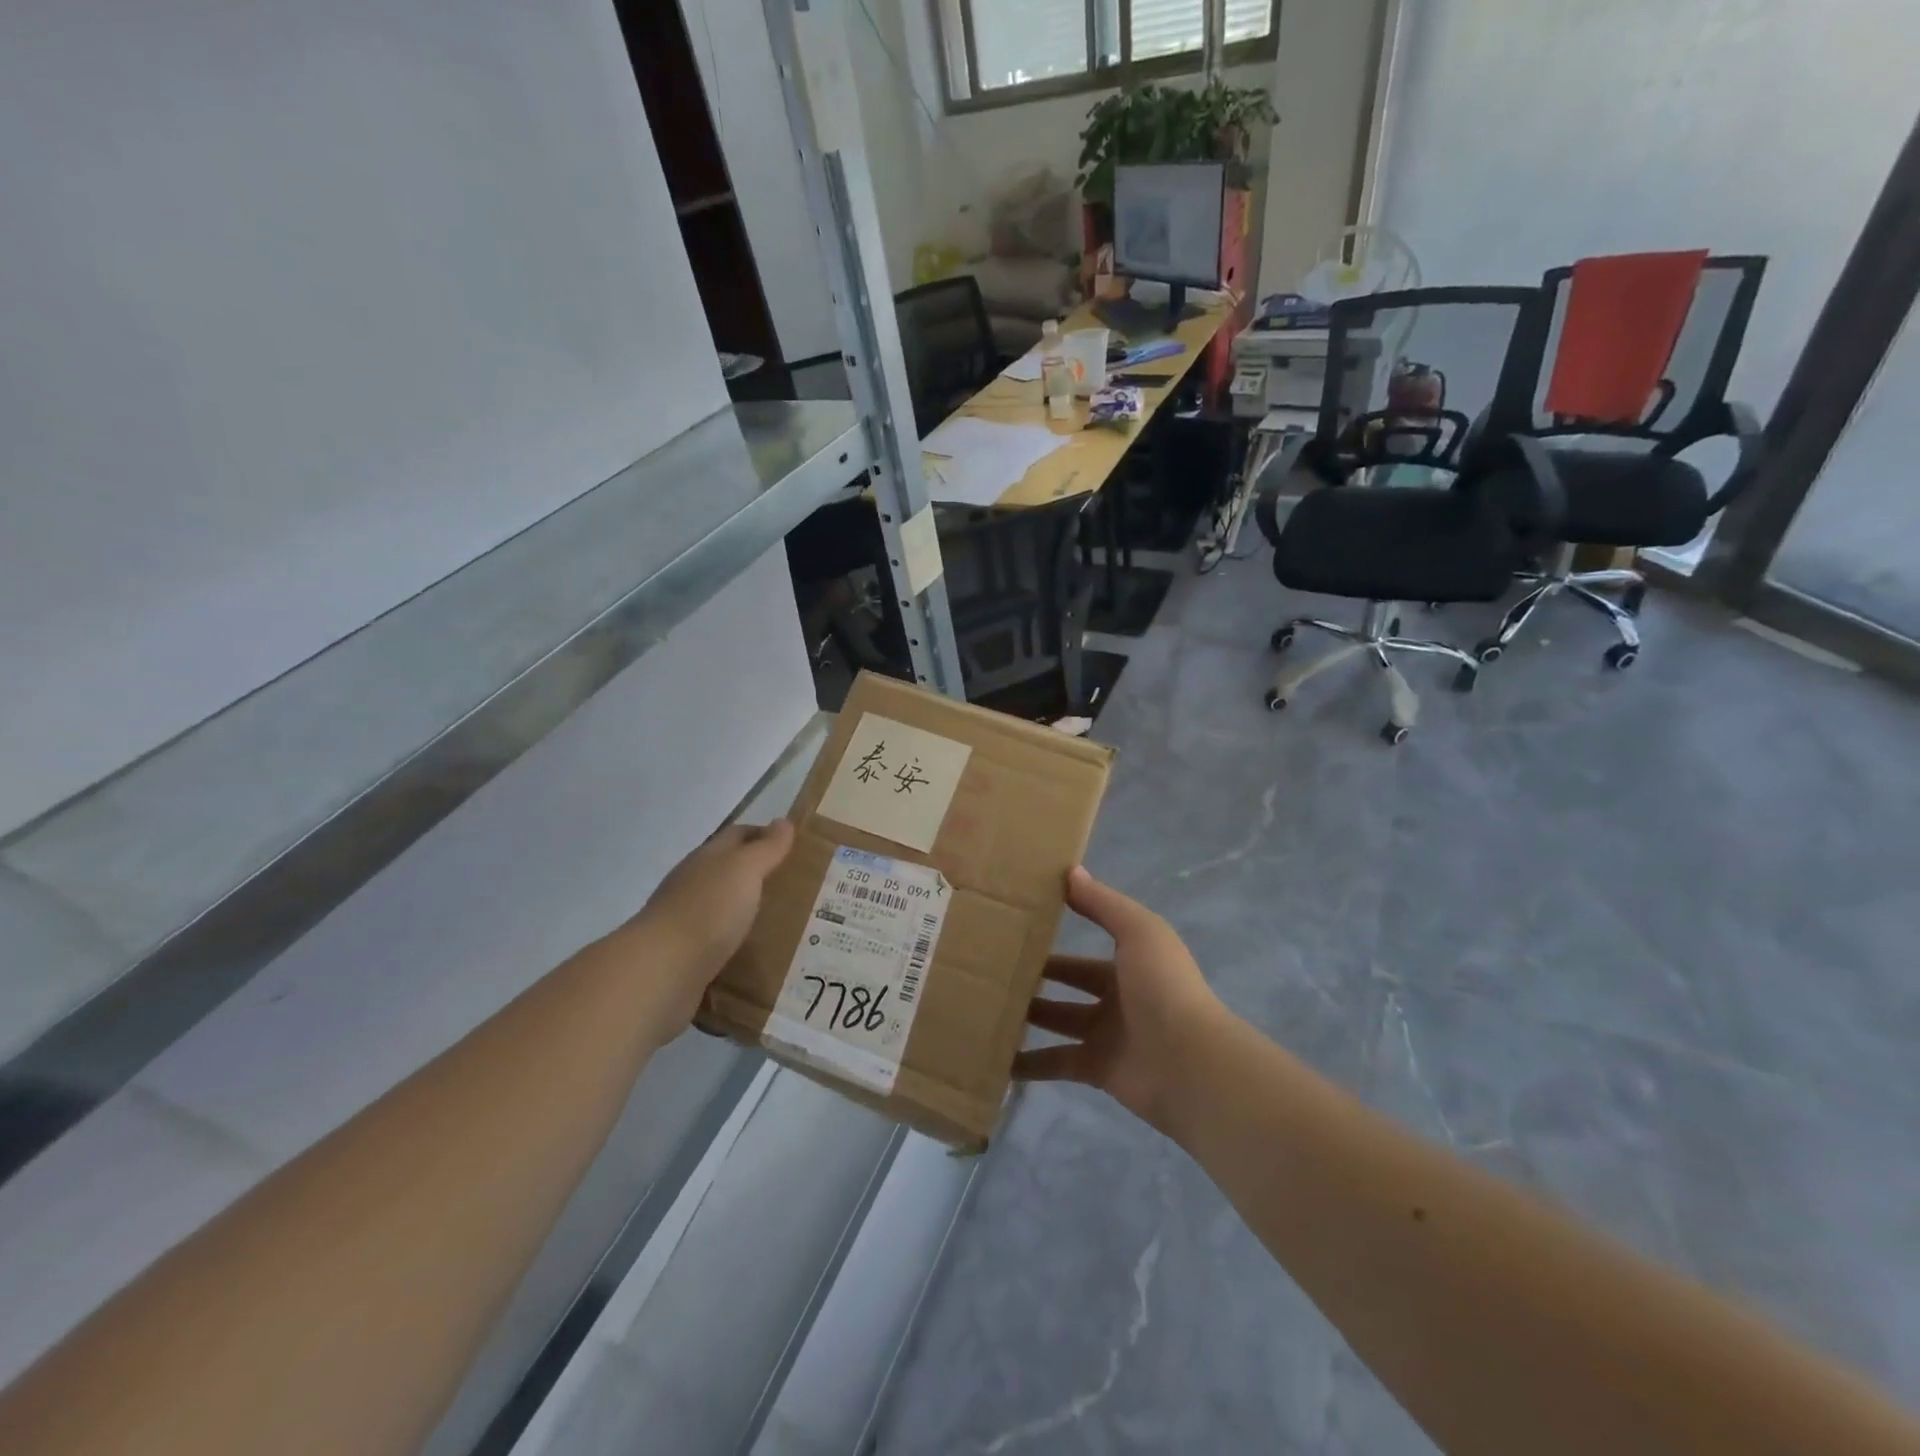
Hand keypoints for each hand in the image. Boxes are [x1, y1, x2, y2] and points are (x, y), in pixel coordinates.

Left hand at [618, 820, 794, 1036]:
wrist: (662, 970)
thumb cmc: (708, 909)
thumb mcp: (744, 870)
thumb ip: (766, 848)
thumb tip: (783, 821)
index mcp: (706, 859)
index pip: (736, 836)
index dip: (762, 834)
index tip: (792, 844)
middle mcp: (692, 885)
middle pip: (726, 869)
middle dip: (755, 871)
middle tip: (793, 882)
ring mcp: (686, 921)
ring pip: (720, 905)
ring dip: (744, 907)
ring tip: (780, 918)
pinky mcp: (686, 955)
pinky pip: (716, 940)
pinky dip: (734, 939)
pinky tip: (753, 949)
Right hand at [1015, 867, 1227, 1131]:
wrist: (1190, 1062)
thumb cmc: (1162, 987)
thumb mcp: (1137, 931)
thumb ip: (1102, 903)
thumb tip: (1070, 871)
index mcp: (1129, 966)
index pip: (1083, 955)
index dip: (1054, 944)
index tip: (1015, 935)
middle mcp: (1117, 1000)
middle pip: (1068, 987)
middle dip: (1035, 980)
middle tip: (991, 971)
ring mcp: (1107, 1037)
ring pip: (1058, 1023)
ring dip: (1026, 1018)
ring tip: (985, 1007)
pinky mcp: (1097, 1070)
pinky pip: (1056, 1064)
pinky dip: (1028, 1064)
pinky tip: (997, 1057)